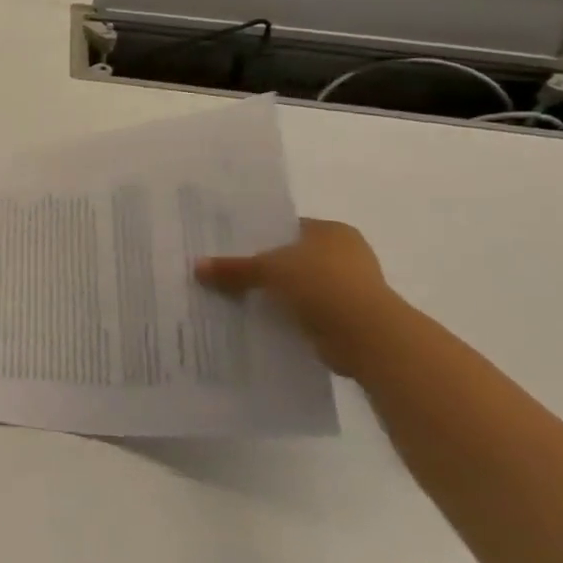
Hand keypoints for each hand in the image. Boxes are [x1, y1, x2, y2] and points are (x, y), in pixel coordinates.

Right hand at [195, 219, 396, 375]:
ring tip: (238, 299)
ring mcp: (351, 288)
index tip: (229, 247)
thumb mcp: (268, 269)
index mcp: (332, 231)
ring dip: (278, 295)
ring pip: (300, 286)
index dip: (258, 236)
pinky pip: (308, 312)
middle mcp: (346, 254)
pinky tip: (262, 321)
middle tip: (227, 273)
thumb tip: (196, 267)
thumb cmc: (321, 283)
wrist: (367, 335)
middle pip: (293, 258)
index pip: (287, 228)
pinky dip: (290, 317)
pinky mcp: (348, 318)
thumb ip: (234, 268)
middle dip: (265, 268)